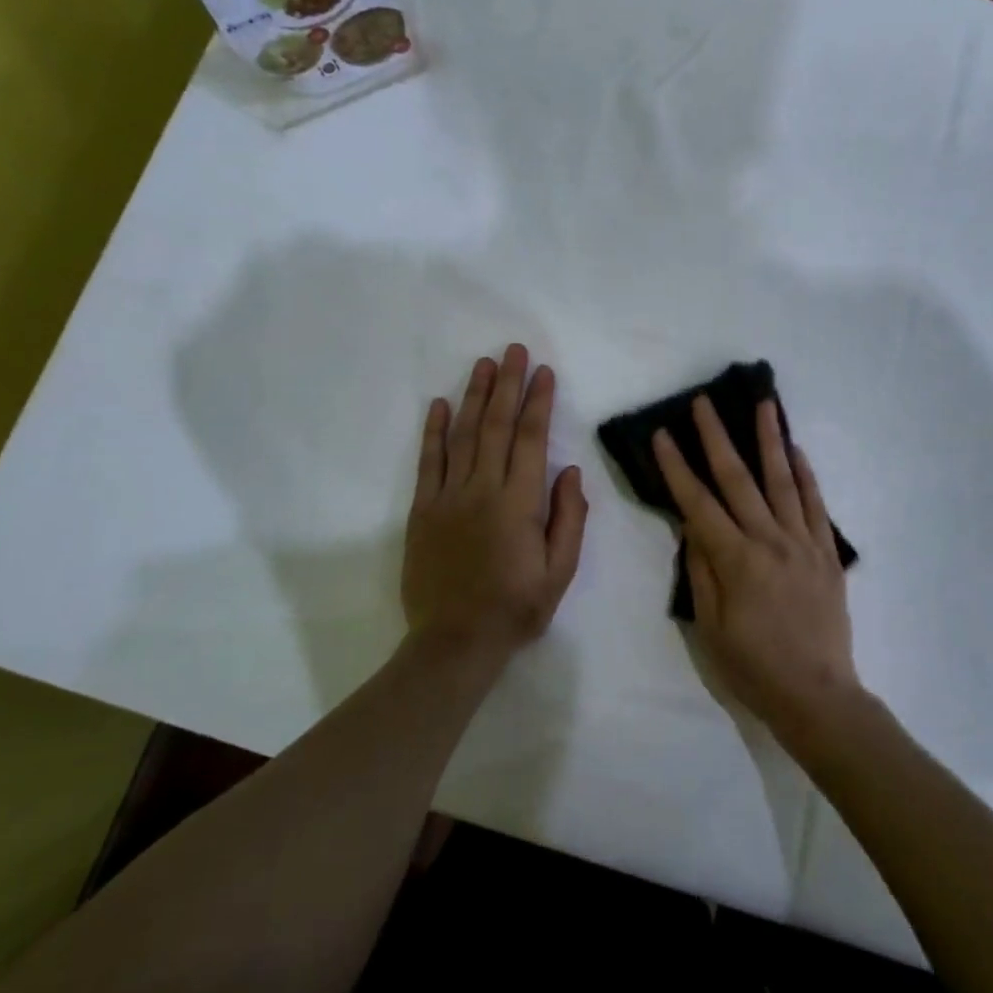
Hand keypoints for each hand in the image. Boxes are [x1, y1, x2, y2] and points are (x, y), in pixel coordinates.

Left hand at [401, 345, 588, 661]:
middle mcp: (482, 490)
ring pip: (461, 435)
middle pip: (495, 426)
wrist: (454, 643)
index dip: (538, 402)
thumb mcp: (560, 572)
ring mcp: (447, 498)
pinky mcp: (422, 510)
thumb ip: (569, 518)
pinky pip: (427, 462)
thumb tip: (570, 471)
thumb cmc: (516, 608)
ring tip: (482, 364)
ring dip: (473, 396)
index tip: (544, 372)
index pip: (531, 440)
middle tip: (513, 350)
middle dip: (507, 384)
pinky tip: (437, 404)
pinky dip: (432, 431)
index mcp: (519, 504)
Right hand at [652, 397, 862, 745]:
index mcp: (735, 560)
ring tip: (764, 404)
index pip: (698, 503)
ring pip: (782, 480)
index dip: (677, 467)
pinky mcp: (827, 552)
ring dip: (770, 439)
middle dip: (717, 437)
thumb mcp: (711, 626)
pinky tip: (797, 450)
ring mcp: (803, 543)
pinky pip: (816, 505)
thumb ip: (701, 570)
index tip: (662, 435)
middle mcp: (769, 541)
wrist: (817, 695)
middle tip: (704, 403)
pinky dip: (806, 474)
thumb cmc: (753, 667)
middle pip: (738, 479)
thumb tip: (693, 525)